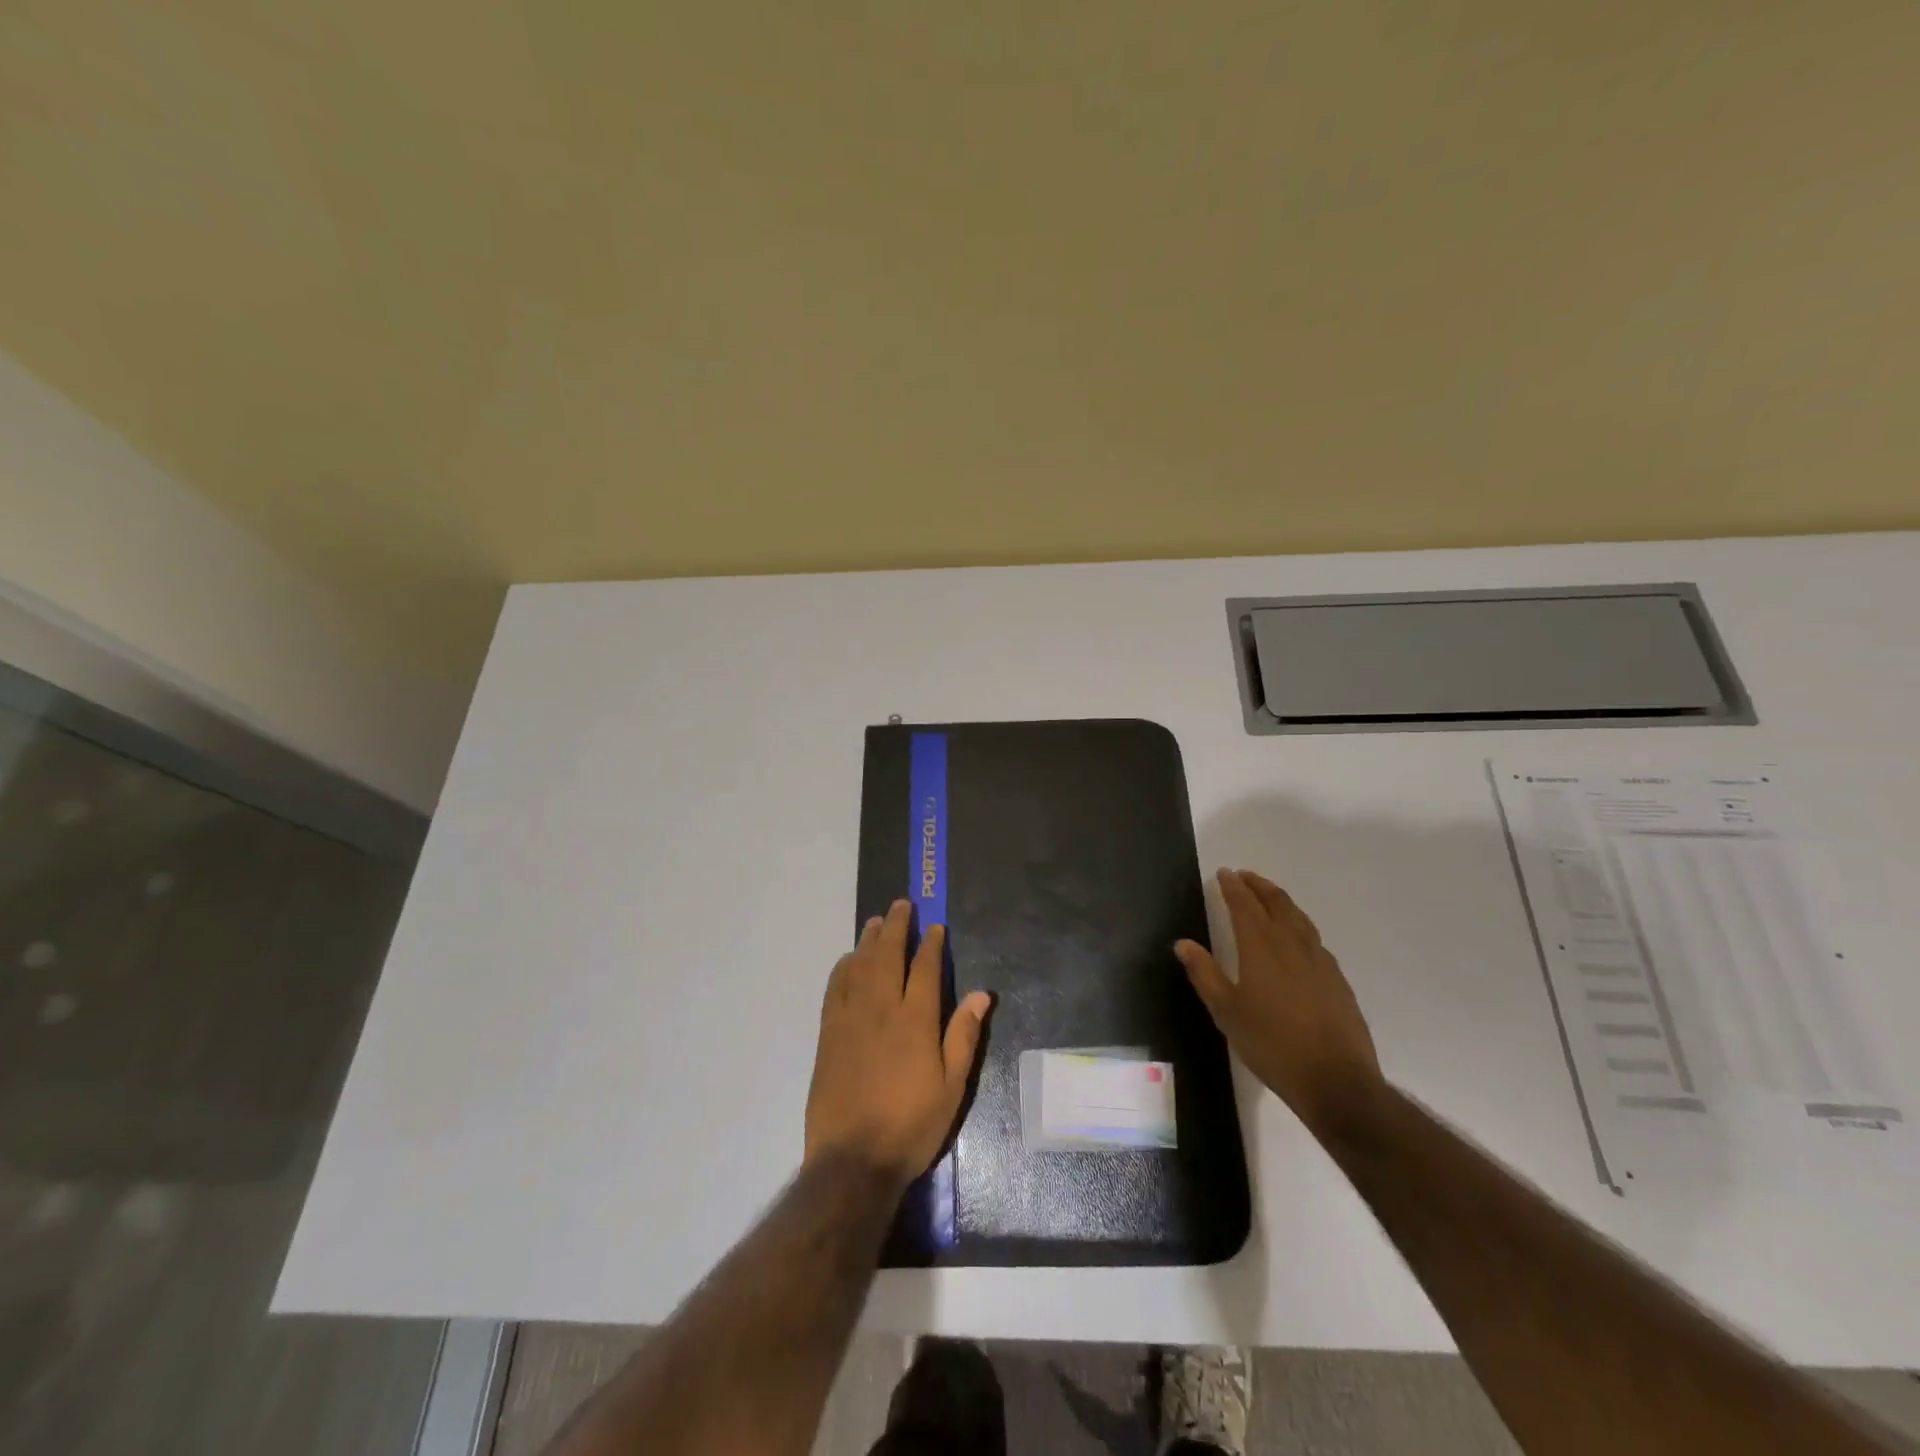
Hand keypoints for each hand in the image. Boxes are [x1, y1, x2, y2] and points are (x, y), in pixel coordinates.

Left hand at [805, 900, 992, 1187]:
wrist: (853, 1160)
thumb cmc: (911, 1126)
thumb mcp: (952, 1088)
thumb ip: (963, 1037)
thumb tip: (980, 995)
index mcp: (915, 1021)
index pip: (924, 969)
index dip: (931, 944)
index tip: (935, 926)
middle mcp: (881, 1010)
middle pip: (888, 956)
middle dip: (897, 927)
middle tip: (902, 904)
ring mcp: (850, 1019)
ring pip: (860, 966)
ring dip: (869, 939)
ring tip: (877, 921)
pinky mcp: (828, 1034)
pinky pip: (835, 988)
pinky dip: (843, 967)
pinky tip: (849, 959)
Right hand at [1175, 868, 1382, 1133]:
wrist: (1336, 1080)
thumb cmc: (1272, 1044)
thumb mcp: (1226, 1012)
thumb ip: (1205, 974)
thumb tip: (1183, 943)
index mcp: (1261, 947)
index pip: (1245, 905)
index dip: (1233, 887)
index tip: (1224, 873)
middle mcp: (1292, 944)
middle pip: (1276, 902)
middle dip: (1258, 886)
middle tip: (1244, 876)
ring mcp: (1319, 960)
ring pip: (1299, 917)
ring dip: (1281, 901)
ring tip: (1269, 897)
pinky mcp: (1337, 978)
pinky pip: (1313, 938)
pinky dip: (1298, 924)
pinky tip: (1296, 937)